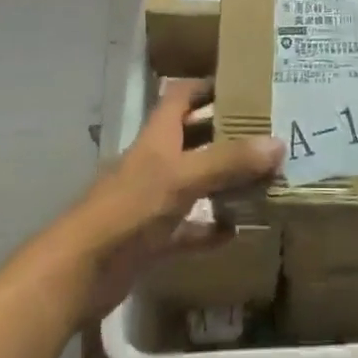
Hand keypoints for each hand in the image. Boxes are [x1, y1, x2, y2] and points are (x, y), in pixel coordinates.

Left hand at [70, 80, 280, 315]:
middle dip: (226, 134)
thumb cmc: (129, 210)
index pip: (181, 97)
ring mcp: (151, 201)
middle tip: (268, 133)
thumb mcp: (182, 178)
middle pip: (193, 138)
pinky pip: (189, 227)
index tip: (244, 86)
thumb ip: (229, 161)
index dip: (207, 87)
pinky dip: (210, 228)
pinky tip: (237, 231)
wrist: (78, 272)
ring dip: (224, 182)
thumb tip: (278, 143)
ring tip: (264, 179)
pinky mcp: (151, 239)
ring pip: (195, 183)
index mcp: (157, 137)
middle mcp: (154, 163)